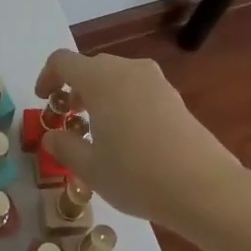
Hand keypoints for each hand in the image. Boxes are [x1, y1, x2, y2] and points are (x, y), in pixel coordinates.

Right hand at [35, 49, 247, 225]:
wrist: (205, 188)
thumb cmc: (137, 175)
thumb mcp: (90, 168)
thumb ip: (64, 147)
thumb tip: (52, 136)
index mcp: (99, 79)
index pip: (62, 61)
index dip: (47, 77)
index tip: (44, 101)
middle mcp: (126, 70)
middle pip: (90, 67)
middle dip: (74, 88)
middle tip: (69, 118)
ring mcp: (155, 81)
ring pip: (116, 77)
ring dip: (100, 95)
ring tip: (97, 129)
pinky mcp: (174, 97)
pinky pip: (138, 89)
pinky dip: (123, 102)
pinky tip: (128, 137)